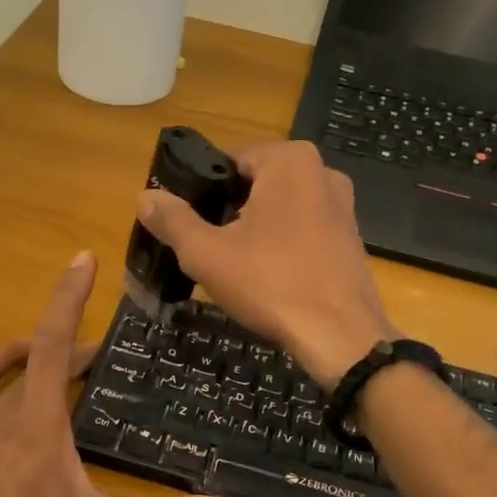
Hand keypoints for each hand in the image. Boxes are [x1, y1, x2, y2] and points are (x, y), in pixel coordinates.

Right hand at [136, 140, 397, 389]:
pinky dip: (282, 246)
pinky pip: (303, 230)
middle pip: (256, 184)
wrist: (340, 337)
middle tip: (208, 249)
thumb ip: (173, 221)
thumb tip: (144, 197)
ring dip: (255, 231)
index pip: (229, 160)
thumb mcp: (207, 254)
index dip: (203, 191)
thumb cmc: (270, 284)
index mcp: (289, 160)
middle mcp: (322, 171)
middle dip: (229, 212)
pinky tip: (269, 277)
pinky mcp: (351, 237)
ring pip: (280, 209)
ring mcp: (343, 206)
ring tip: (235, 267)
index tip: (188, 224)